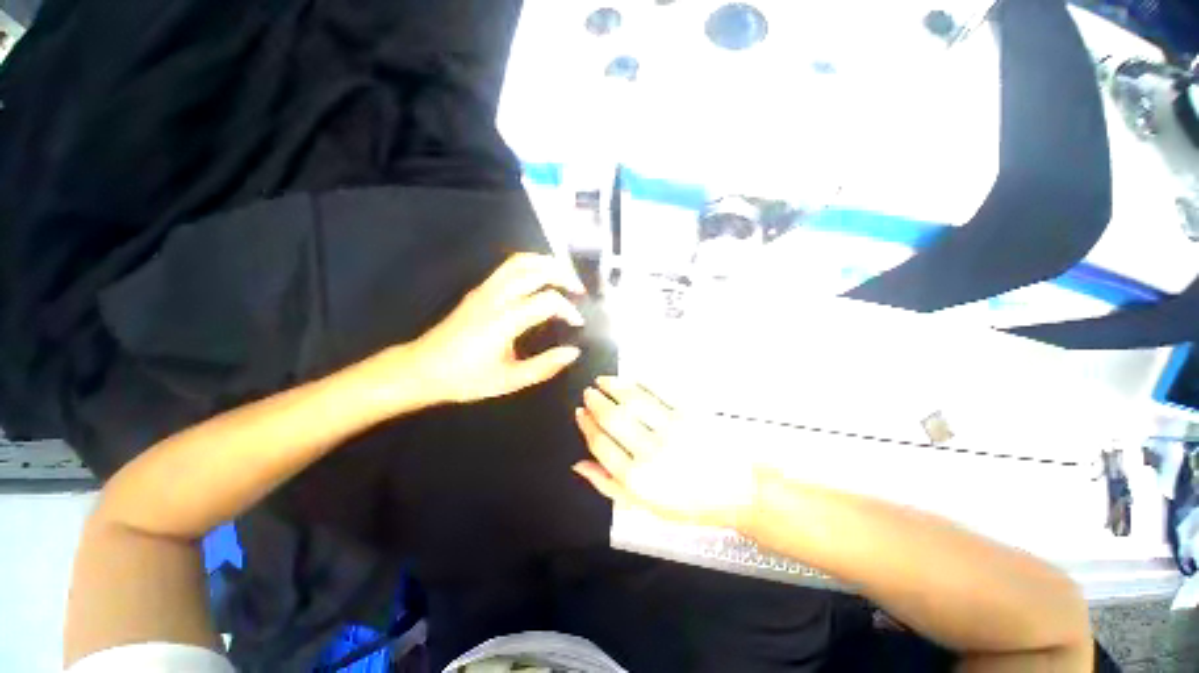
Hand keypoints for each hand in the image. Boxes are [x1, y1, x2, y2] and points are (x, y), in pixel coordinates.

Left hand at [408, 253, 586, 404]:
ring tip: (564, 276)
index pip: (547, 301)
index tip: (578, 323)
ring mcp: (484, 290)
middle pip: (535, 270)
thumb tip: (573, 352)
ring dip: (546, 263)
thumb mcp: (508, 381)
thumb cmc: (465, 378)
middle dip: (563, 275)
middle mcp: (495, 298)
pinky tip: (540, 279)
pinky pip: (508, 267)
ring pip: (520, 261)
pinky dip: (531, 265)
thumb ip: (544, 366)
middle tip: (579, 290)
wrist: (420, 369)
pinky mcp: (478, 290)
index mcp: (504, 320)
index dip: (569, 310)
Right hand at [573, 376, 760, 529]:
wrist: (738, 491)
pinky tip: (630, 378)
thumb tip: (578, 465)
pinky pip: (660, 391)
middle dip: (595, 402)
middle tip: (588, 393)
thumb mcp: (644, 506)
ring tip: (602, 380)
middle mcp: (652, 451)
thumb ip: (608, 486)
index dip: (586, 425)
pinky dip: (641, 381)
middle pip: (613, 419)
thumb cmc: (689, 503)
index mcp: (638, 479)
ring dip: (613, 386)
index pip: (600, 444)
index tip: (580, 413)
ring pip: (633, 400)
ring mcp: (673, 429)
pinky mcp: (691, 413)